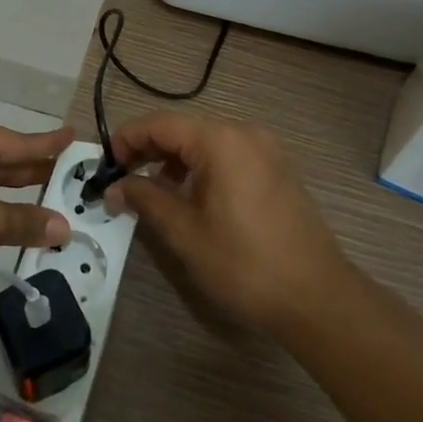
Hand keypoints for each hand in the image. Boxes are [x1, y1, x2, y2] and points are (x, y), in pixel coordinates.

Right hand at [106, 113, 349, 334]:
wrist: (317, 297)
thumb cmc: (244, 263)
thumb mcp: (185, 232)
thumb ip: (146, 199)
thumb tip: (115, 187)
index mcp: (221, 140)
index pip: (160, 124)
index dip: (127, 139)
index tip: (104, 164)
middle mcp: (244, 133)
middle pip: (183, 129)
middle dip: (149, 149)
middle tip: (121, 178)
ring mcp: (265, 149)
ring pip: (205, 142)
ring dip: (174, 159)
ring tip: (152, 190)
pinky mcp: (276, 169)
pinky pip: (228, 155)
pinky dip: (201, 167)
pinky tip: (190, 196)